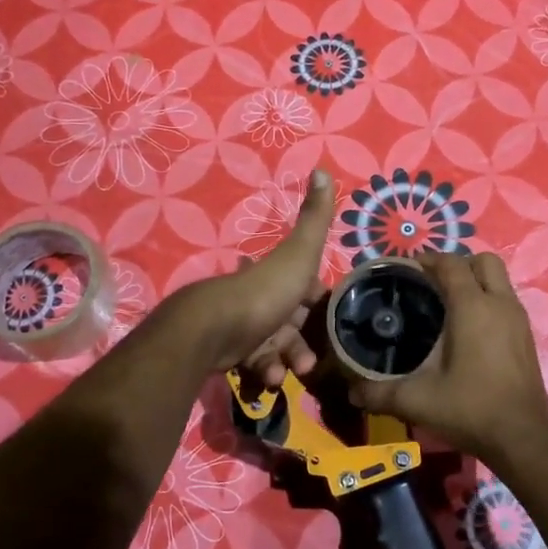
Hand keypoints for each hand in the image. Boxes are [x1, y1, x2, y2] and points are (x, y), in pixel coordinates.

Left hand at [168, 168, 335, 380]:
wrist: (216, 330)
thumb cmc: (265, 292)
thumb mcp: (299, 254)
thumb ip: (315, 219)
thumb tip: (323, 170)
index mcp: (276, 276)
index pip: (303, 286)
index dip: (316, 298)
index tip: (330, 313)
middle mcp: (259, 299)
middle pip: (290, 321)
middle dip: (304, 339)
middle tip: (313, 357)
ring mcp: (243, 327)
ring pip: (275, 346)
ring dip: (287, 359)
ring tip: (291, 371)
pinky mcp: (229, 353)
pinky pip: (254, 364)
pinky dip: (264, 371)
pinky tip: (267, 378)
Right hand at [348, 251, 547, 463]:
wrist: (522, 439)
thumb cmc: (470, 409)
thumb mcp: (417, 401)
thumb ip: (379, 393)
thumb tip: (351, 392)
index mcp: (472, 307)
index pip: (450, 263)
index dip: (427, 260)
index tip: (405, 269)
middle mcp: (499, 303)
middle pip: (482, 261)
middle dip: (457, 264)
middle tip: (431, 283)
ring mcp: (518, 319)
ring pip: (498, 280)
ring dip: (475, 281)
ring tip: (447, 304)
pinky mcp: (527, 337)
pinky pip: (505, 301)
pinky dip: (487, 301)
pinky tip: (468, 329)